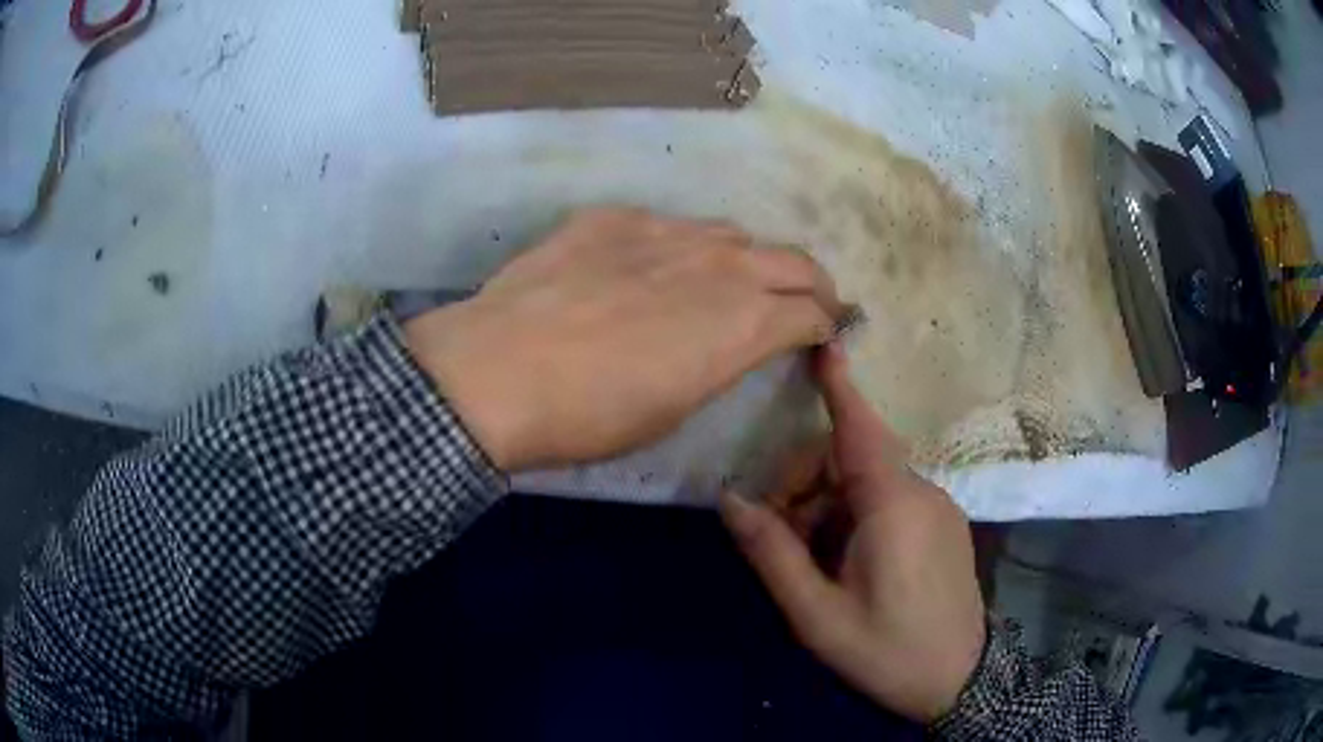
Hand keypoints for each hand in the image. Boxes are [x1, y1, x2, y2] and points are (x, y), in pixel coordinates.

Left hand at [405, 208, 844, 471]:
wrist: (499, 370)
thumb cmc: (591, 415)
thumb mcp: (674, 408)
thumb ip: (717, 362)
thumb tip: (727, 343)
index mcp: (744, 322)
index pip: (813, 311)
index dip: (826, 325)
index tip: (824, 333)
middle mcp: (721, 264)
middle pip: (794, 260)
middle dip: (811, 283)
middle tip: (806, 301)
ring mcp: (666, 230)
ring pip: (732, 234)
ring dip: (746, 259)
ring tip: (727, 281)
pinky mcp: (615, 216)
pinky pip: (666, 226)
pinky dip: (677, 248)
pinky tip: (644, 270)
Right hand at [720, 342, 985, 722]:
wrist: (959, 680)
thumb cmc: (886, 652)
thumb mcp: (817, 615)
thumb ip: (772, 553)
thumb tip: (731, 500)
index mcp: (892, 507)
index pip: (859, 430)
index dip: (838, 386)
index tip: (821, 345)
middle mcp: (921, 493)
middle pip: (851, 458)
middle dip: (806, 485)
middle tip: (781, 539)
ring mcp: (938, 508)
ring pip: (869, 480)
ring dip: (829, 505)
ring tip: (814, 562)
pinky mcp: (944, 524)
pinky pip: (891, 499)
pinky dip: (857, 514)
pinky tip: (847, 561)